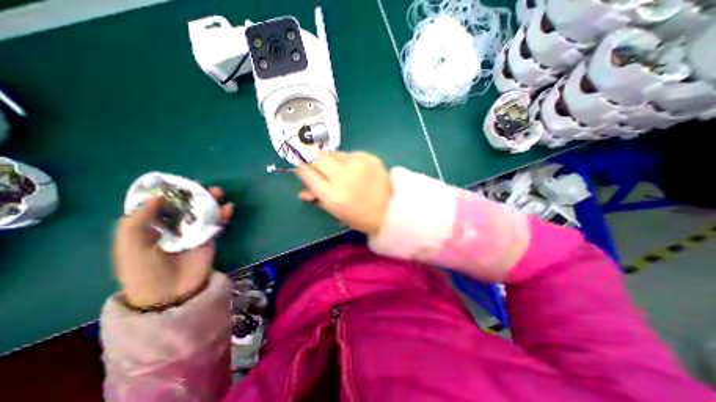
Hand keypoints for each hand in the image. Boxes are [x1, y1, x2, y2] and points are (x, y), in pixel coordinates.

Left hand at [111, 187, 233, 307]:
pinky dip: (224, 215)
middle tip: (203, 186)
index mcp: (151, 227)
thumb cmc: (143, 270)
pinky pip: (217, 224)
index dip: (169, 193)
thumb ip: (138, 220)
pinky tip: (228, 208)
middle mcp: (174, 227)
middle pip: (186, 206)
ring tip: (218, 192)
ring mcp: (194, 232)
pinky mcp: (209, 238)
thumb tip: (156, 197)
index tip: (177, 183)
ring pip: (204, 213)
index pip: (160, 205)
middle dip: (194, 195)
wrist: (169, 293)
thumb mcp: (129, 245)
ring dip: (212, 202)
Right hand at [295, 152, 390, 236]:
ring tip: (342, 172)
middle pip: (317, 156)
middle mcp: (343, 176)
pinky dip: (349, 161)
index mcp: (332, 195)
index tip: (302, 168)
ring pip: (334, 153)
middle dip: (314, 160)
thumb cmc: (360, 217)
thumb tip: (303, 190)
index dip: (301, 168)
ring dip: (333, 161)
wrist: (390, 210)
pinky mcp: (370, 157)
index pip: (307, 173)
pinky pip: (351, 154)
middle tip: (319, 167)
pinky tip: (356, 170)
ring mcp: (358, 164)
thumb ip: (317, 197)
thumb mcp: (335, 212)